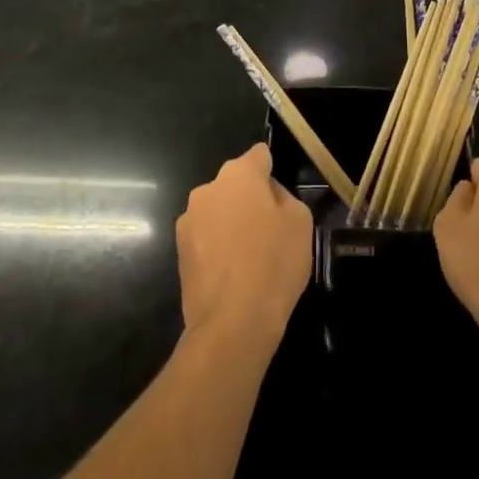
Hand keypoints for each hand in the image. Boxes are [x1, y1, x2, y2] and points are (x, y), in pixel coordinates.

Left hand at [176, 143, 312, 351]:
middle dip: (250, 198)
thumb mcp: (300, 222)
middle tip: (269, 228)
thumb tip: (269, 196)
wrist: (233, 322)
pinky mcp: (179, 251)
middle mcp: (208, 188)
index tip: (280, 195)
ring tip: (250, 255)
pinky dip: (217, 246)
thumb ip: (284, 197)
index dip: (271, 170)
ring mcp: (188, 220)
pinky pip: (206, 237)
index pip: (259, 156)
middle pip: (235, 184)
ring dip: (231, 222)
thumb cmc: (273, 263)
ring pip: (218, 211)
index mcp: (239, 174)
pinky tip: (233, 272)